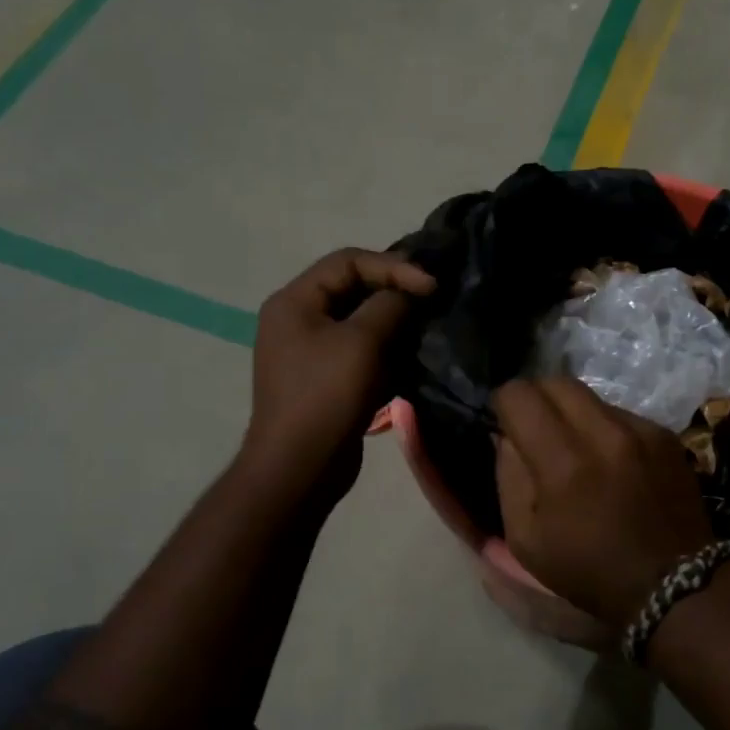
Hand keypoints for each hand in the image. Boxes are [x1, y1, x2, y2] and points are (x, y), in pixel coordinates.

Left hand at [245, 248, 434, 500]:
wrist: (299, 468)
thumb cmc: (326, 396)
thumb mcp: (362, 342)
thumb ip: (390, 305)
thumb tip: (411, 292)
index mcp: (295, 301)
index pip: (348, 261)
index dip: (393, 266)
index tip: (432, 285)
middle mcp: (299, 320)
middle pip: (354, 289)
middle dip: (396, 293)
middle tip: (434, 301)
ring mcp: (311, 352)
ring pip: (361, 322)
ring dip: (396, 324)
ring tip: (429, 329)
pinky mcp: (328, 380)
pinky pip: (362, 352)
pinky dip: (388, 351)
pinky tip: (414, 359)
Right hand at [492, 378, 717, 630]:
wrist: (673, 585)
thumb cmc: (589, 571)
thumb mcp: (526, 540)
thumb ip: (509, 477)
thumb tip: (507, 436)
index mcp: (564, 464)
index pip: (520, 396)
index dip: (504, 404)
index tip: (505, 423)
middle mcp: (604, 434)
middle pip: (556, 381)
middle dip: (536, 398)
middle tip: (534, 427)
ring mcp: (640, 430)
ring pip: (590, 396)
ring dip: (572, 413)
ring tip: (575, 448)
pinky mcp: (664, 435)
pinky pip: (620, 413)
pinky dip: (604, 428)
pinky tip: (611, 461)